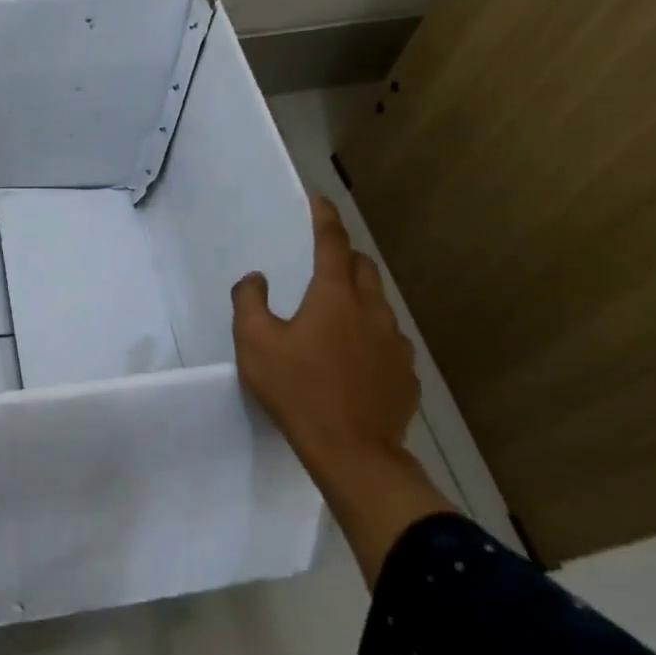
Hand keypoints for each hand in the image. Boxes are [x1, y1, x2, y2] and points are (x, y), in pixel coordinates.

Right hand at [232, 194, 452, 584]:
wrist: (354, 453)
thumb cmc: (298, 390)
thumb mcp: (254, 343)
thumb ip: (249, 302)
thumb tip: (256, 279)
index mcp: (334, 297)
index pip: (332, 243)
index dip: (325, 219)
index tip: (320, 201)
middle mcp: (372, 310)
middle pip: (363, 267)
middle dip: (344, 257)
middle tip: (322, 265)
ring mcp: (395, 343)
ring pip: (379, 304)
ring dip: (359, 298)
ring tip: (336, 319)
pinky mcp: (406, 374)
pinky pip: (388, 341)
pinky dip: (371, 336)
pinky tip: (354, 360)